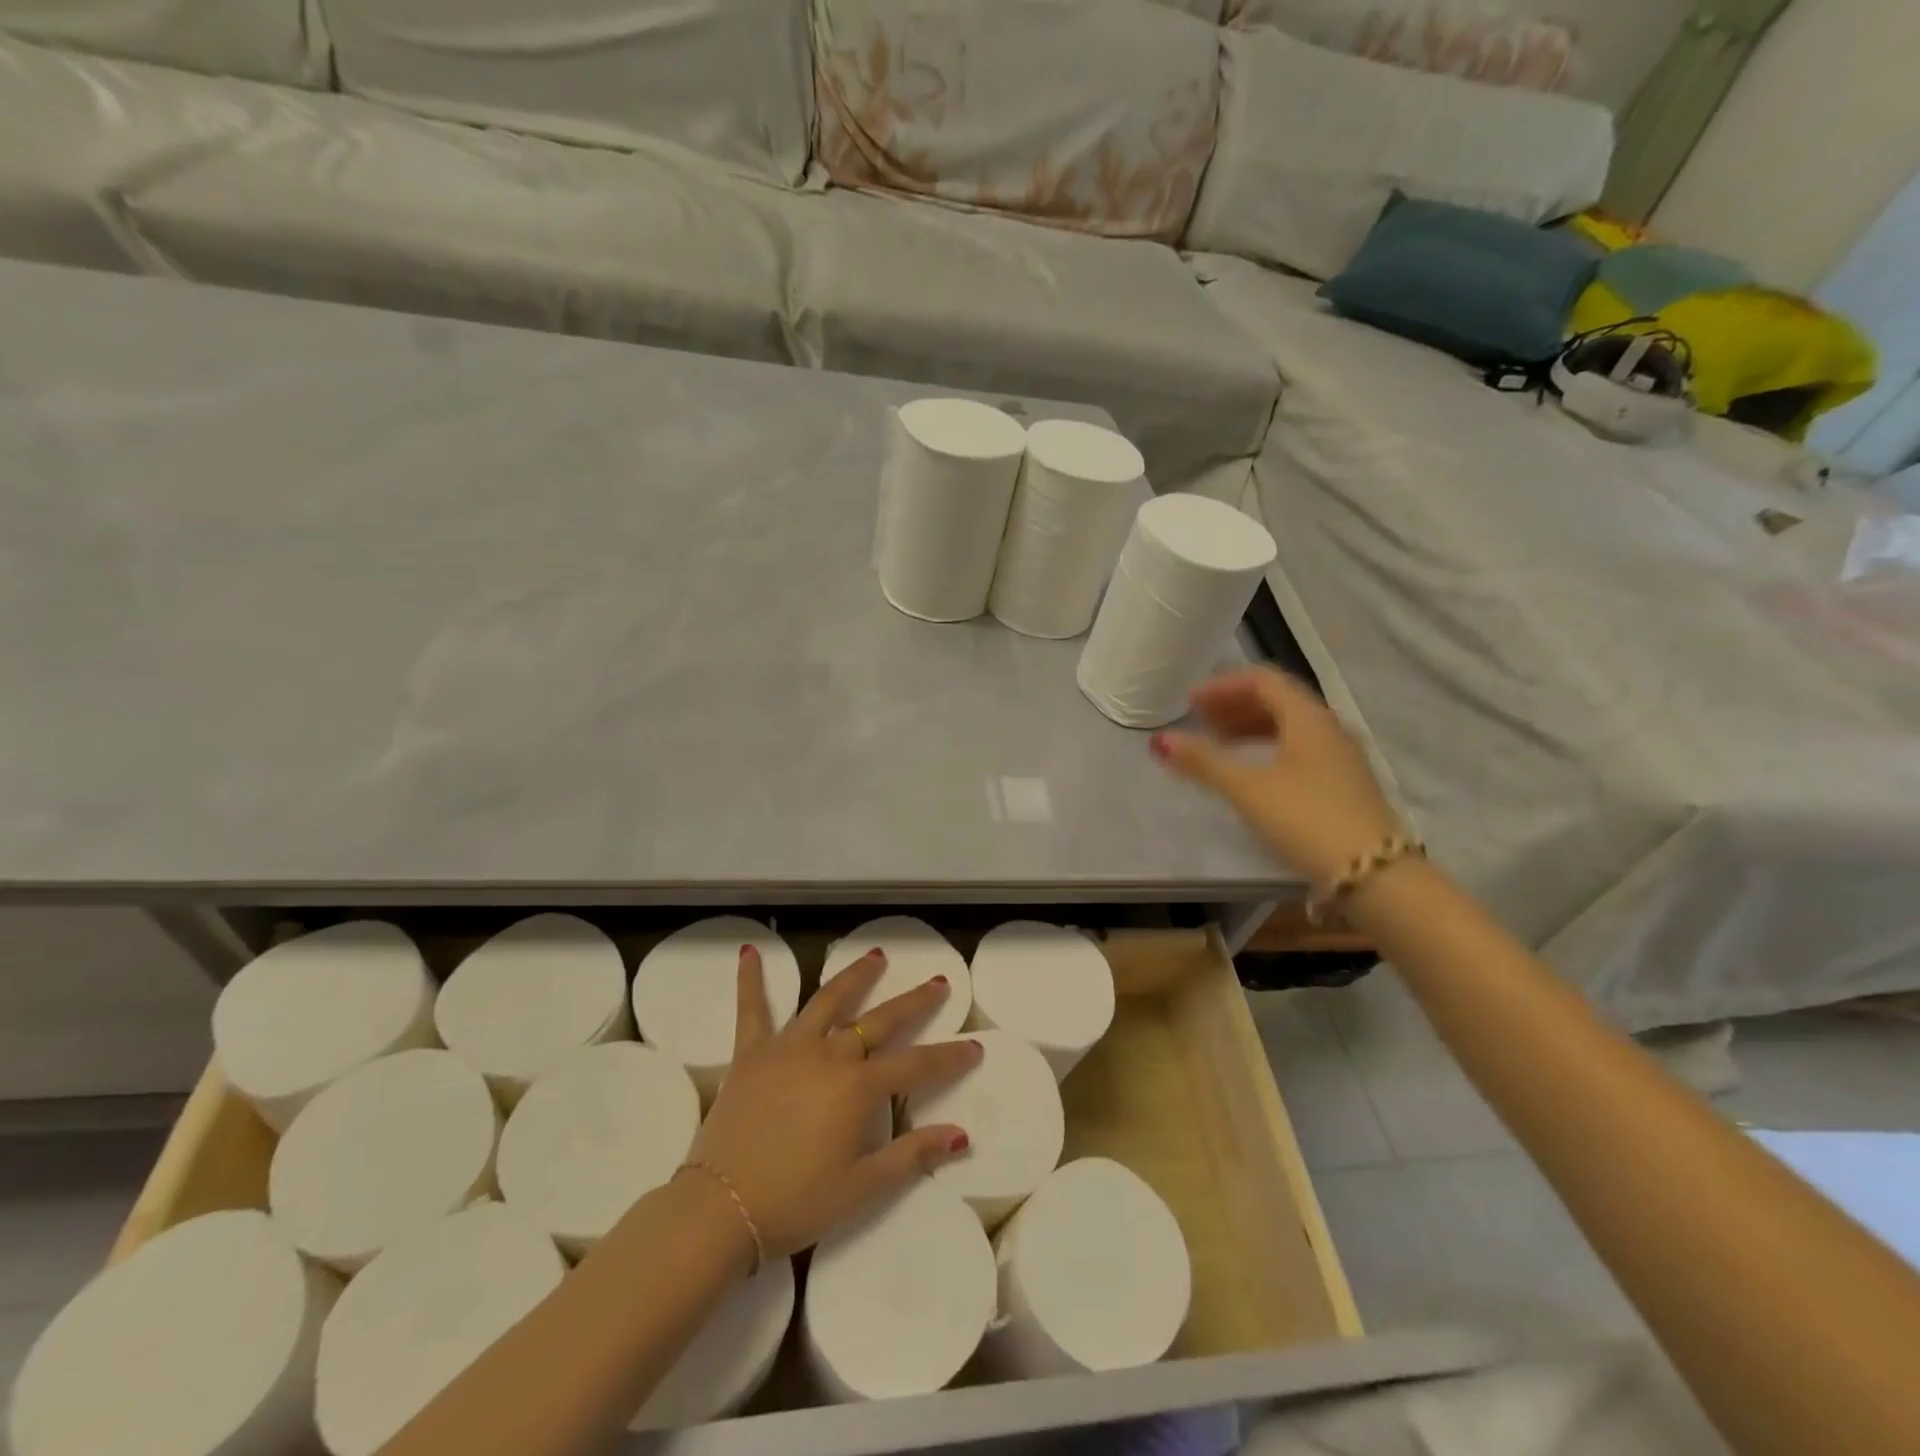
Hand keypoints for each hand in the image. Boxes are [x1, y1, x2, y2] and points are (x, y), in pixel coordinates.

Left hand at [687, 947, 979, 1261]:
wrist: (720, 1209)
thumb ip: (912, 1156)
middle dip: (914, 1001)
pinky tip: (750, 952)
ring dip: (854, 977)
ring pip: (828, 1001)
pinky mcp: (751, 1054)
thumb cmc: (796, 1202)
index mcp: (858, 1088)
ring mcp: (788, 1048)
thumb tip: (960, 1135)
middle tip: (938, 983)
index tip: (975, 1047)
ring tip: (875, 957)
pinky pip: (752, 1010)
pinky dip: (751, 980)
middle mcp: (829, 1054)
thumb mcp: (862, 1187)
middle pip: (880, 1020)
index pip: (916, 1065)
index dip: (949, 1057)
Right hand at [1150, 667, 1401, 889]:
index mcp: (1308, 718)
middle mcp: (1329, 728)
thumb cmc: (1305, 819)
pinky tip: (1254, 772)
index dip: (1223, 686)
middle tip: (1201, 721)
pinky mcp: (1345, 784)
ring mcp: (1341, 757)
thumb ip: (1203, 761)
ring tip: (1220, 744)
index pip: (1263, 680)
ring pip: (1290, 726)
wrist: (1374, 874)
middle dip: (1235, 705)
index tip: (1191, 703)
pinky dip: (1269, 748)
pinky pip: (1300, 749)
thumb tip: (1160, 741)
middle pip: (1278, 700)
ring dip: (1251, 727)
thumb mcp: (1247, 788)